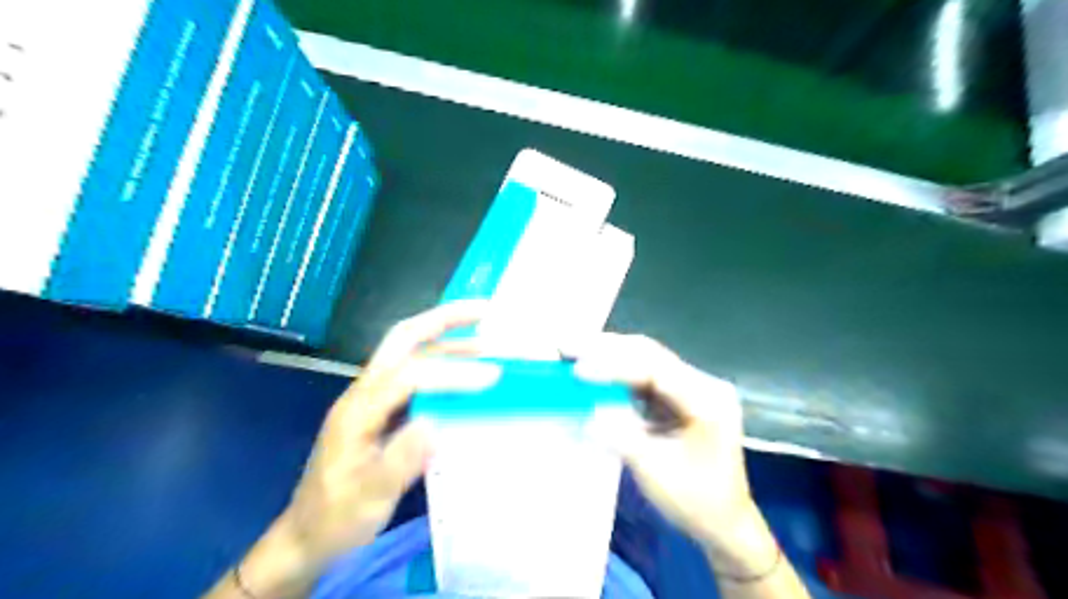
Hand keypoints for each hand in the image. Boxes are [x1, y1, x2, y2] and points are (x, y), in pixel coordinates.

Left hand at [206, 303, 500, 597]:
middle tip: (483, 311)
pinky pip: (416, 372)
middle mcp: (365, 391)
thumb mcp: (369, 497)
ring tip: (486, 339)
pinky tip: (466, 372)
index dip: (452, 372)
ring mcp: (373, 396)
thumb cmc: (337, 517)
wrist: (307, 533)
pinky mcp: (383, 407)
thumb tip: (437, 423)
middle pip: (403, 337)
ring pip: (410, 351)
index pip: (409, 375)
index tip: (492, 376)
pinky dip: (444, 362)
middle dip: (444, 319)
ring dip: (447, 338)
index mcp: (358, 410)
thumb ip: (401, 461)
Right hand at [576, 334, 749, 549]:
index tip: (578, 370)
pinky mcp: (678, 395)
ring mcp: (691, 387)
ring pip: (645, 360)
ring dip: (608, 355)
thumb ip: (622, 437)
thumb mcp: (656, 472)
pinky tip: (592, 369)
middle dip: (606, 348)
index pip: (655, 371)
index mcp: (707, 400)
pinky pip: (643, 375)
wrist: (723, 522)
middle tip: (566, 346)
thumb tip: (589, 411)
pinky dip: (615, 372)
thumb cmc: (696, 501)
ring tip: (572, 351)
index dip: (614, 367)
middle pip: (650, 355)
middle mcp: (702, 384)